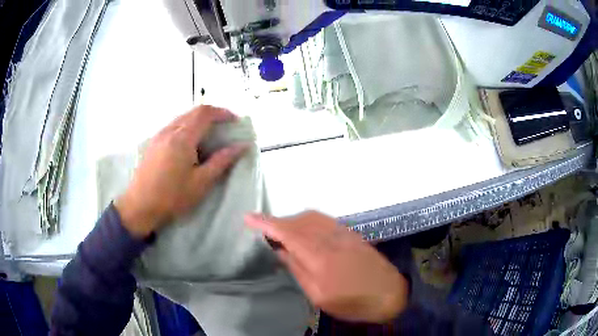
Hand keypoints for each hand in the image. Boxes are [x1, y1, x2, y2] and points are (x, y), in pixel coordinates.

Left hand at [115, 105, 247, 237]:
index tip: (235, 120)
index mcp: (182, 137)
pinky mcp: (153, 143)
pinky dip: (187, 127)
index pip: (205, 113)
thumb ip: (222, 161)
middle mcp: (169, 130)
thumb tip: (241, 146)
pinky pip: (173, 126)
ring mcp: (159, 135)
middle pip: (193, 112)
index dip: (222, 112)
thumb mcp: (201, 182)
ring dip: (198, 120)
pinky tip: (190, 143)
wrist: (140, 206)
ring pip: (182, 117)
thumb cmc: (172, 197)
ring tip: (209, 135)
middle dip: (212, 114)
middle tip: (225, 126)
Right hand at [245, 211, 408, 322]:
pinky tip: (305, 232)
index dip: (265, 223)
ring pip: (311, 217)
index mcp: (320, 256)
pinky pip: (323, 220)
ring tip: (282, 233)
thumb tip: (281, 251)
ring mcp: (343, 233)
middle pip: (297, 221)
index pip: (287, 232)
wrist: (389, 293)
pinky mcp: (351, 233)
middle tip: (265, 233)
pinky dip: (308, 221)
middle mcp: (331, 238)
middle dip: (277, 222)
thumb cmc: (352, 302)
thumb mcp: (319, 296)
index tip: (248, 218)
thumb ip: (298, 270)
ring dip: (292, 221)